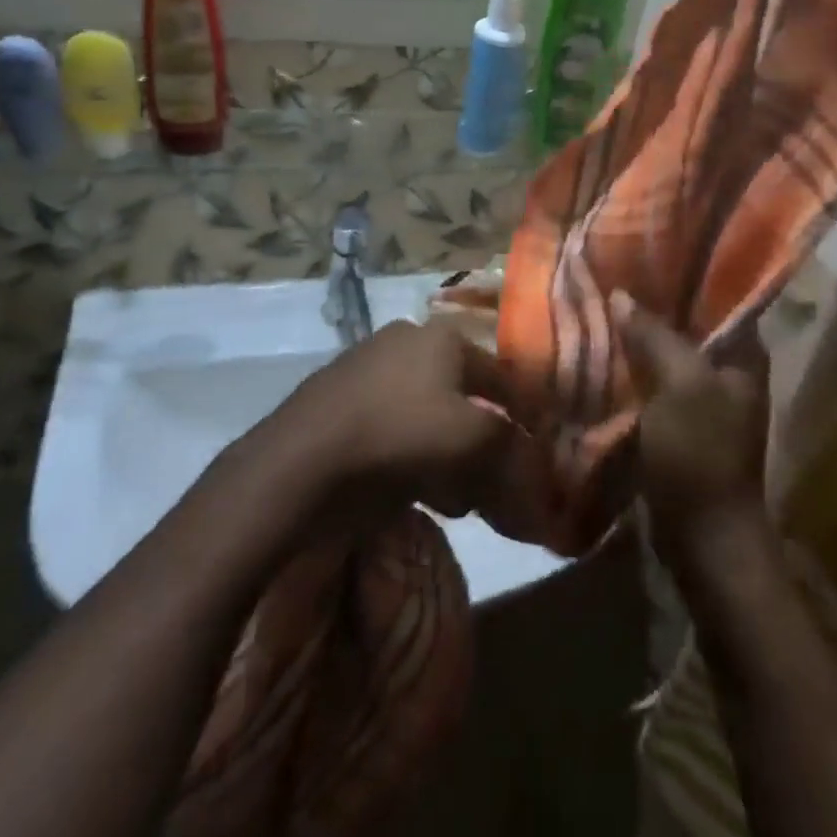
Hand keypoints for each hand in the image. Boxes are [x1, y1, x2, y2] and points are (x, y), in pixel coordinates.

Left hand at [277, 318, 526, 518]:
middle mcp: (406, 341)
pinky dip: (411, 458)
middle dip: (482, 445)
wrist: (297, 465)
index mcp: (443, 337)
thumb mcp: (474, 442)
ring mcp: (366, 369)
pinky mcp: (337, 402)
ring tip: (453, 498)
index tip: (534, 459)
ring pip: (428, 417)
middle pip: (464, 398)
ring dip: (449, 458)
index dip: (524, 419)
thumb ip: (514, 453)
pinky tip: (411, 491)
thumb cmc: (398, 438)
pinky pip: (393, 429)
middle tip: (489, 486)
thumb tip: (540, 487)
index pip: (503, 376)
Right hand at [613, 291, 769, 550]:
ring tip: (598, 303)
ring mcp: (702, 394)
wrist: (703, 536)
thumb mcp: (681, 386)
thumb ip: (655, 336)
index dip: (683, 271)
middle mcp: (728, 367)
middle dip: (651, 301)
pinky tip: (599, 349)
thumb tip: (622, 295)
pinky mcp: (678, 418)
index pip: (718, 294)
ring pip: (666, 350)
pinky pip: (653, 379)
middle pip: (688, 321)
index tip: (643, 250)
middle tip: (610, 274)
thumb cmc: (701, 453)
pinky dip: (631, 365)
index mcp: (743, 353)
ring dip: (637, 334)